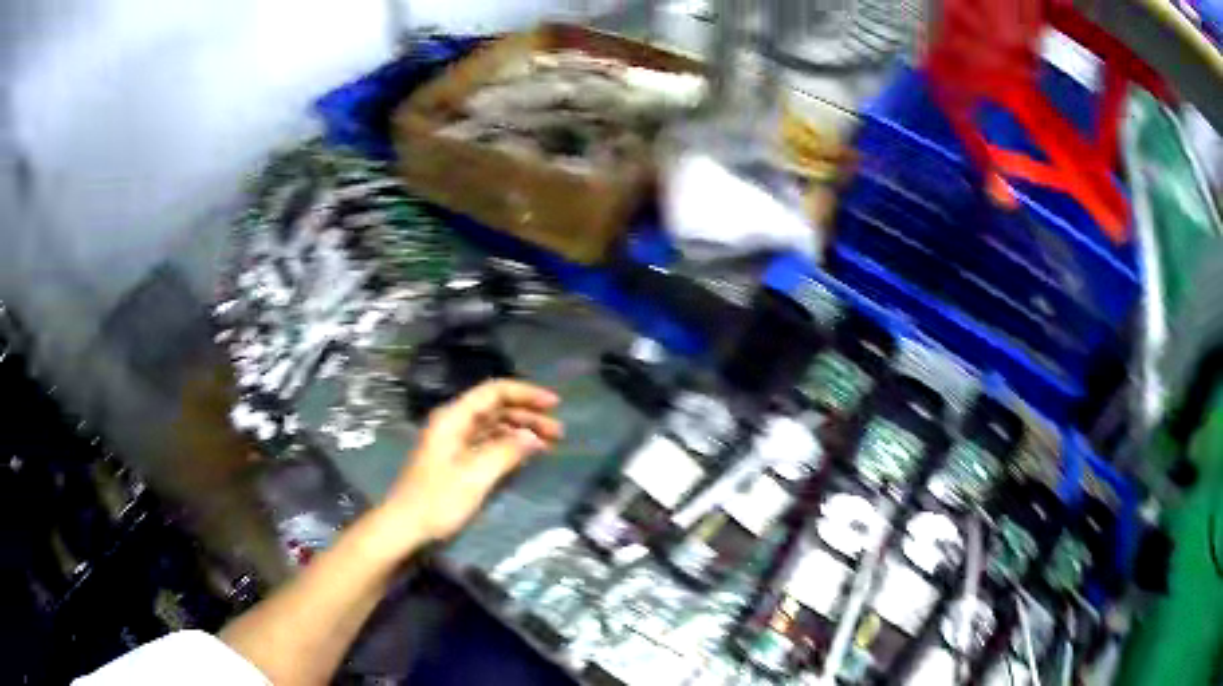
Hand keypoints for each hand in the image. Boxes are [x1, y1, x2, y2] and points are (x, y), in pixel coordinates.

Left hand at [381, 380, 562, 545]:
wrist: (405, 527)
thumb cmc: (437, 500)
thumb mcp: (476, 475)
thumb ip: (507, 451)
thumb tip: (534, 437)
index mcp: (453, 418)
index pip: (494, 392)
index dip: (526, 394)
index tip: (554, 405)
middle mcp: (454, 424)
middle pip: (496, 409)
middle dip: (528, 416)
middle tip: (559, 432)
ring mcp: (454, 443)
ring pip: (494, 427)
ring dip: (521, 432)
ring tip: (549, 444)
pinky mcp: (456, 462)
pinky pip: (488, 444)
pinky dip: (509, 447)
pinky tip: (526, 456)